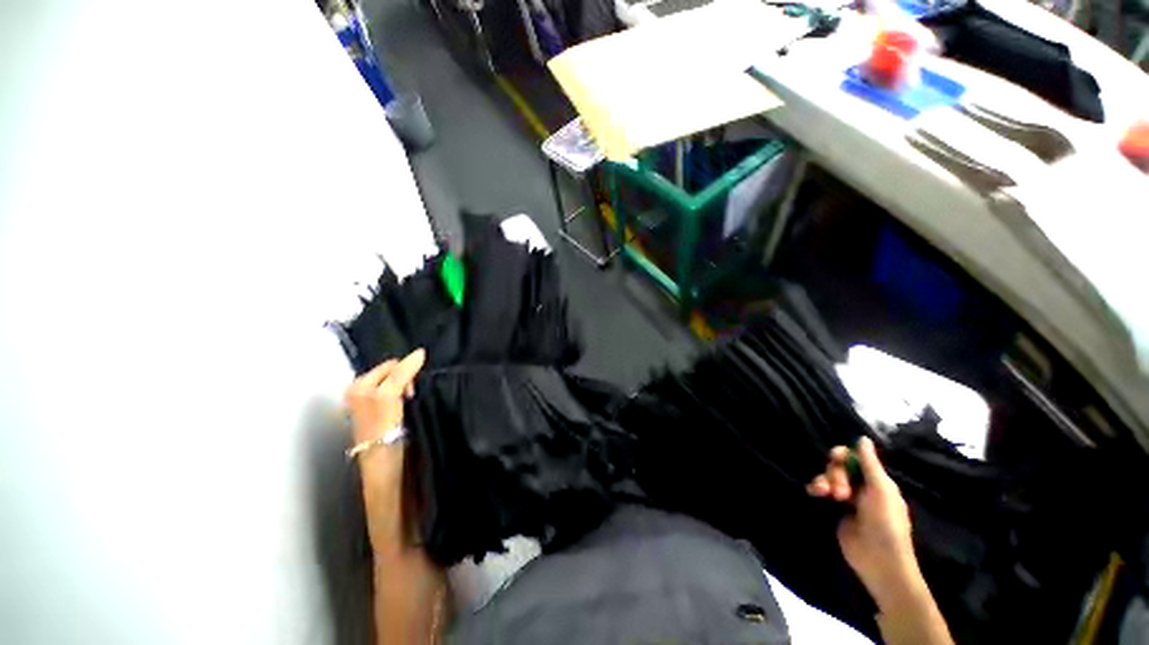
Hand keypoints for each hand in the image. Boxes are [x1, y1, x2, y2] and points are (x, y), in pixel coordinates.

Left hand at [344, 349, 425, 550]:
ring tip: (405, 379)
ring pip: (358, 400)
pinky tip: (397, 397)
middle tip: (413, 367)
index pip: (383, 396)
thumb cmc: (418, 504)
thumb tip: (428, 392)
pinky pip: (364, 409)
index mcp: (383, 443)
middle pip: (361, 392)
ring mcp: (363, 442)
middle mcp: (366, 439)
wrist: (399, 536)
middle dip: (386, 370)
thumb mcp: (429, 462)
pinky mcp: (366, 445)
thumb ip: (427, 428)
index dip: (402, 371)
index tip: (421, 354)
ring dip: (380, 379)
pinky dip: (377, 392)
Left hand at [346, 349, 425, 445]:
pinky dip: (403, 395)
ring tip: (407, 403)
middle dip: (405, 379)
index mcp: (358, 384)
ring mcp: (367, 402)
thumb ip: (403, 373)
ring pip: (395, 382)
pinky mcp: (377, 412)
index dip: (406, 371)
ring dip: (405, 388)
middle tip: (409, 396)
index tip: (411, 390)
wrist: (382, 463)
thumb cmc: (383, 429)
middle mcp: (359, 390)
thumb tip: (420, 352)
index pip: (391, 365)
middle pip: (392, 372)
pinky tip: (404, 407)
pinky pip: (395, 392)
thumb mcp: (389, 396)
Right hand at [807, 437, 922, 610]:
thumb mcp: (881, 490)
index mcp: (876, 481)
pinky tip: (815, 493)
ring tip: (825, 494)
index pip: (855, 459)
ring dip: (824, 481)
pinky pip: (821, 491)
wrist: (879, 560)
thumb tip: (862, 438)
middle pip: (839, 467)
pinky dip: (816, 489)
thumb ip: (870, 464)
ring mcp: (846, 499)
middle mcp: (861, 487)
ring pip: (828, 478)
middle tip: (840, 492)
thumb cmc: (886, 523)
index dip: (843, 455)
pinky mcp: (834, 510)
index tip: (835, 458)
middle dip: (835, 474)